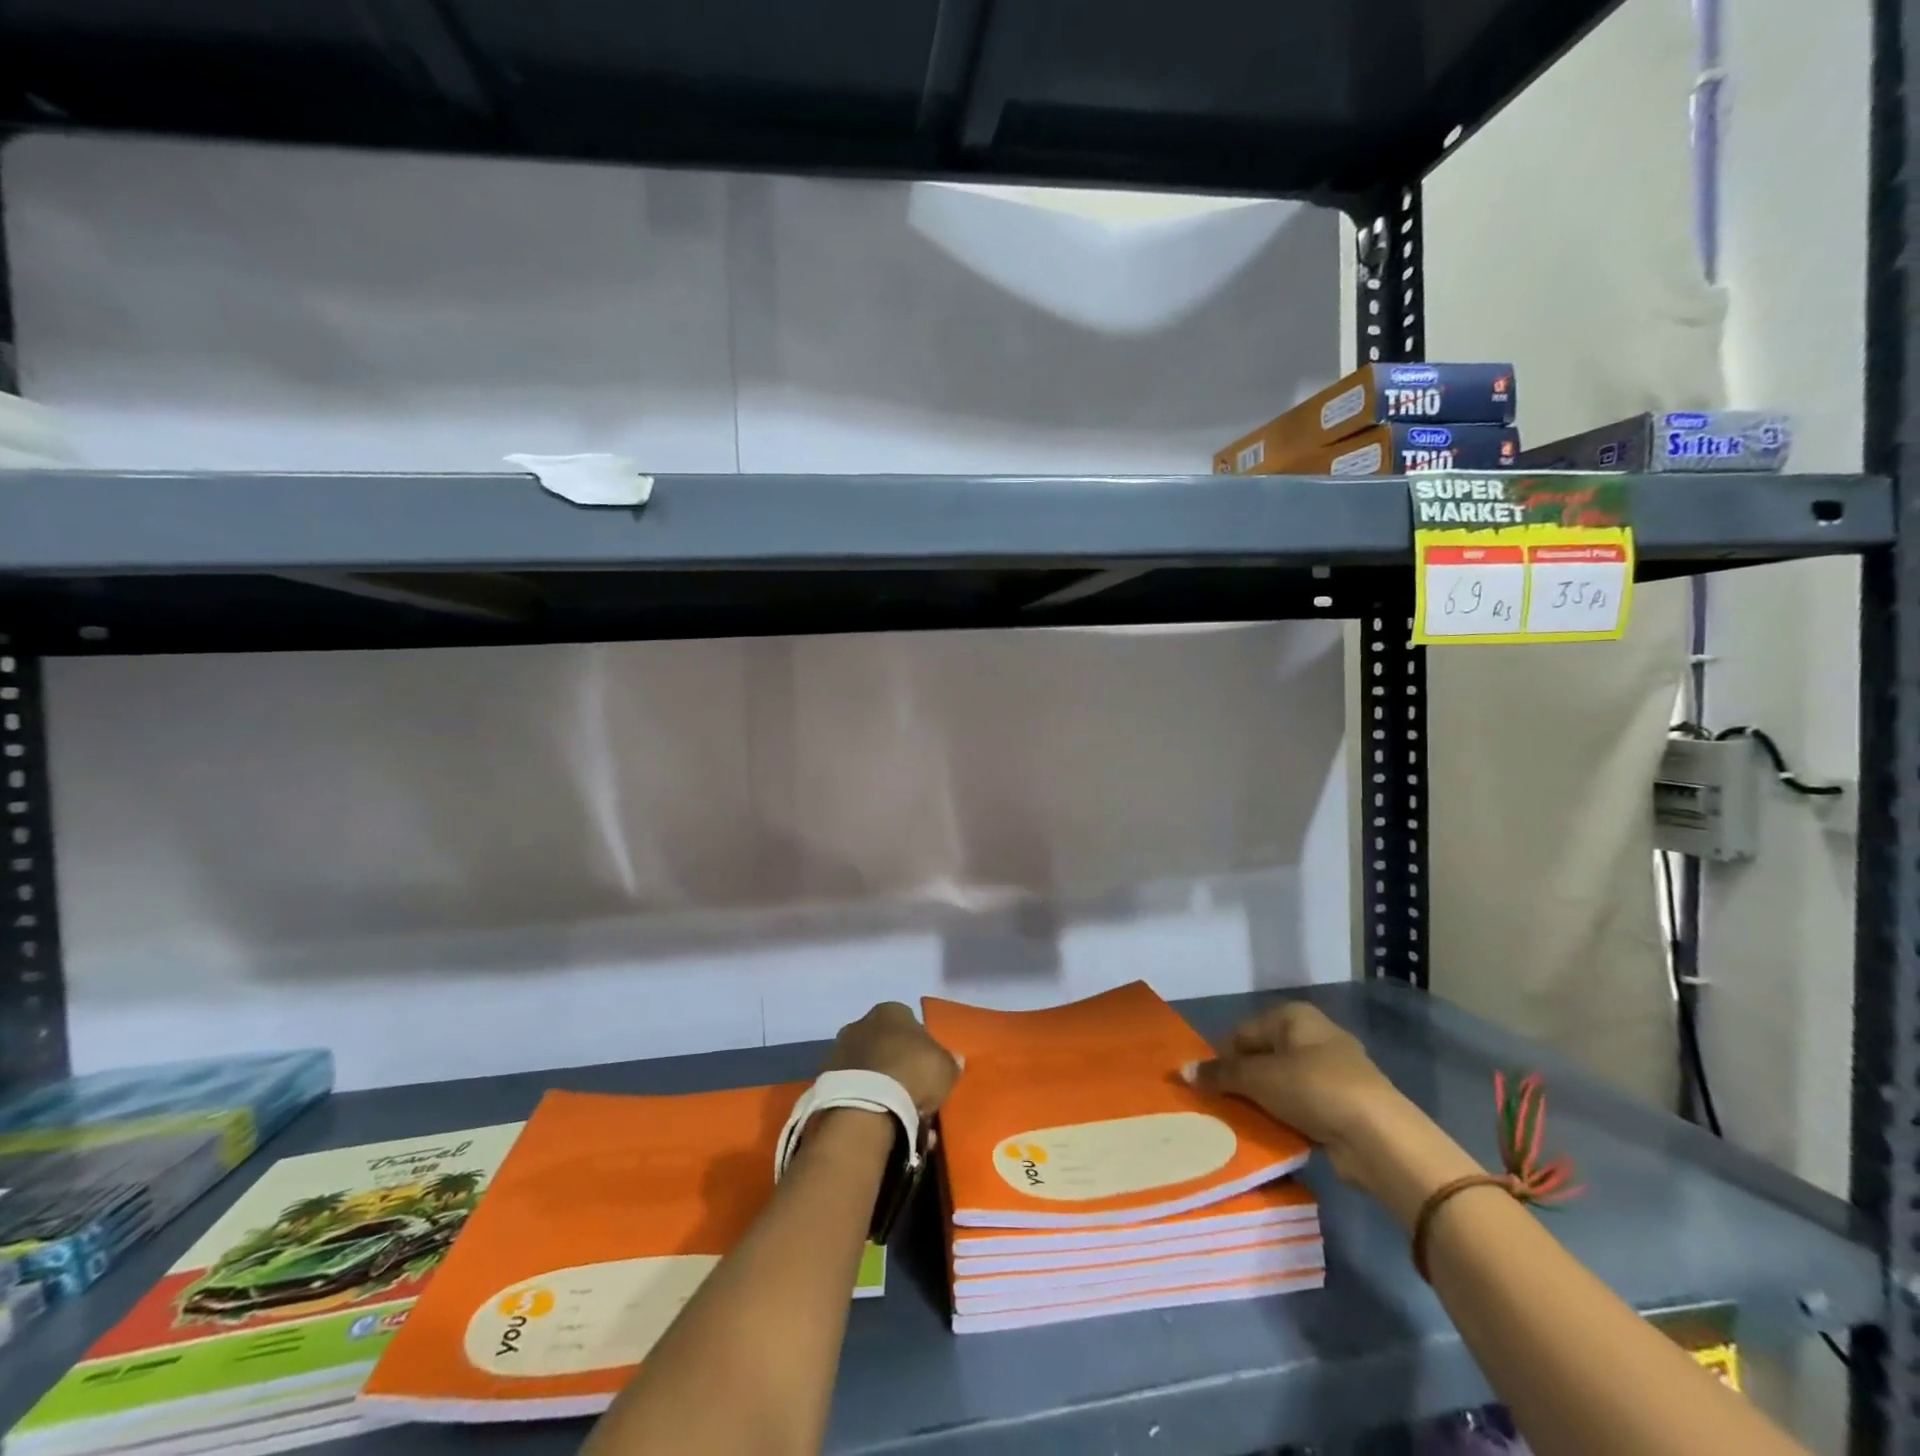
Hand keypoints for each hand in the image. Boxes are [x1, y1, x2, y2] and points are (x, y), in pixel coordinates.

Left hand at [825, 1002, 960, 1117]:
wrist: (865, 1104)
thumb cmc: (912, 1073)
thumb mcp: (946, 1068)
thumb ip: (950, 1062)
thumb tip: (954, 1060)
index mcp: (891, 1010)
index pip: (910, 1022)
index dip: (920, 1046)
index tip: (926, 1068)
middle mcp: (861, 1022)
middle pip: (885, 1042)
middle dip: (896, 1062)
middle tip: (911, 1090)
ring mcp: (839, 1049)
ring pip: (867, 1065)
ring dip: (878, 1081)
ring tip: (894, 1111)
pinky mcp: (825, 1077)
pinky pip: (853, 1086)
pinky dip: (863, 1098)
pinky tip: (876, 1118)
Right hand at [1186, 1002, 1458, 1214]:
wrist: (1379, 1137)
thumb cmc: (1313, 1089)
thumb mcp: (1258, 1078)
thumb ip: (1220, 1074)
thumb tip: (1182, 1070)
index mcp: (1293, 1016)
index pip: (1243, 1031)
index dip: (1223, 1057)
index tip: (1208, 1086)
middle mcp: (1314, 1036)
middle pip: (1263, 1056)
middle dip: (1242, 1081)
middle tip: (1221, 1106)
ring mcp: (1333, 1071)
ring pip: (1282, 1083)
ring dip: (1264, 1102)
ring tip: (1243, 1123)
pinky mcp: (1344, 1105)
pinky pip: (1302, 1106)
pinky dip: (1287, 1118)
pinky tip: (1273, 1134)